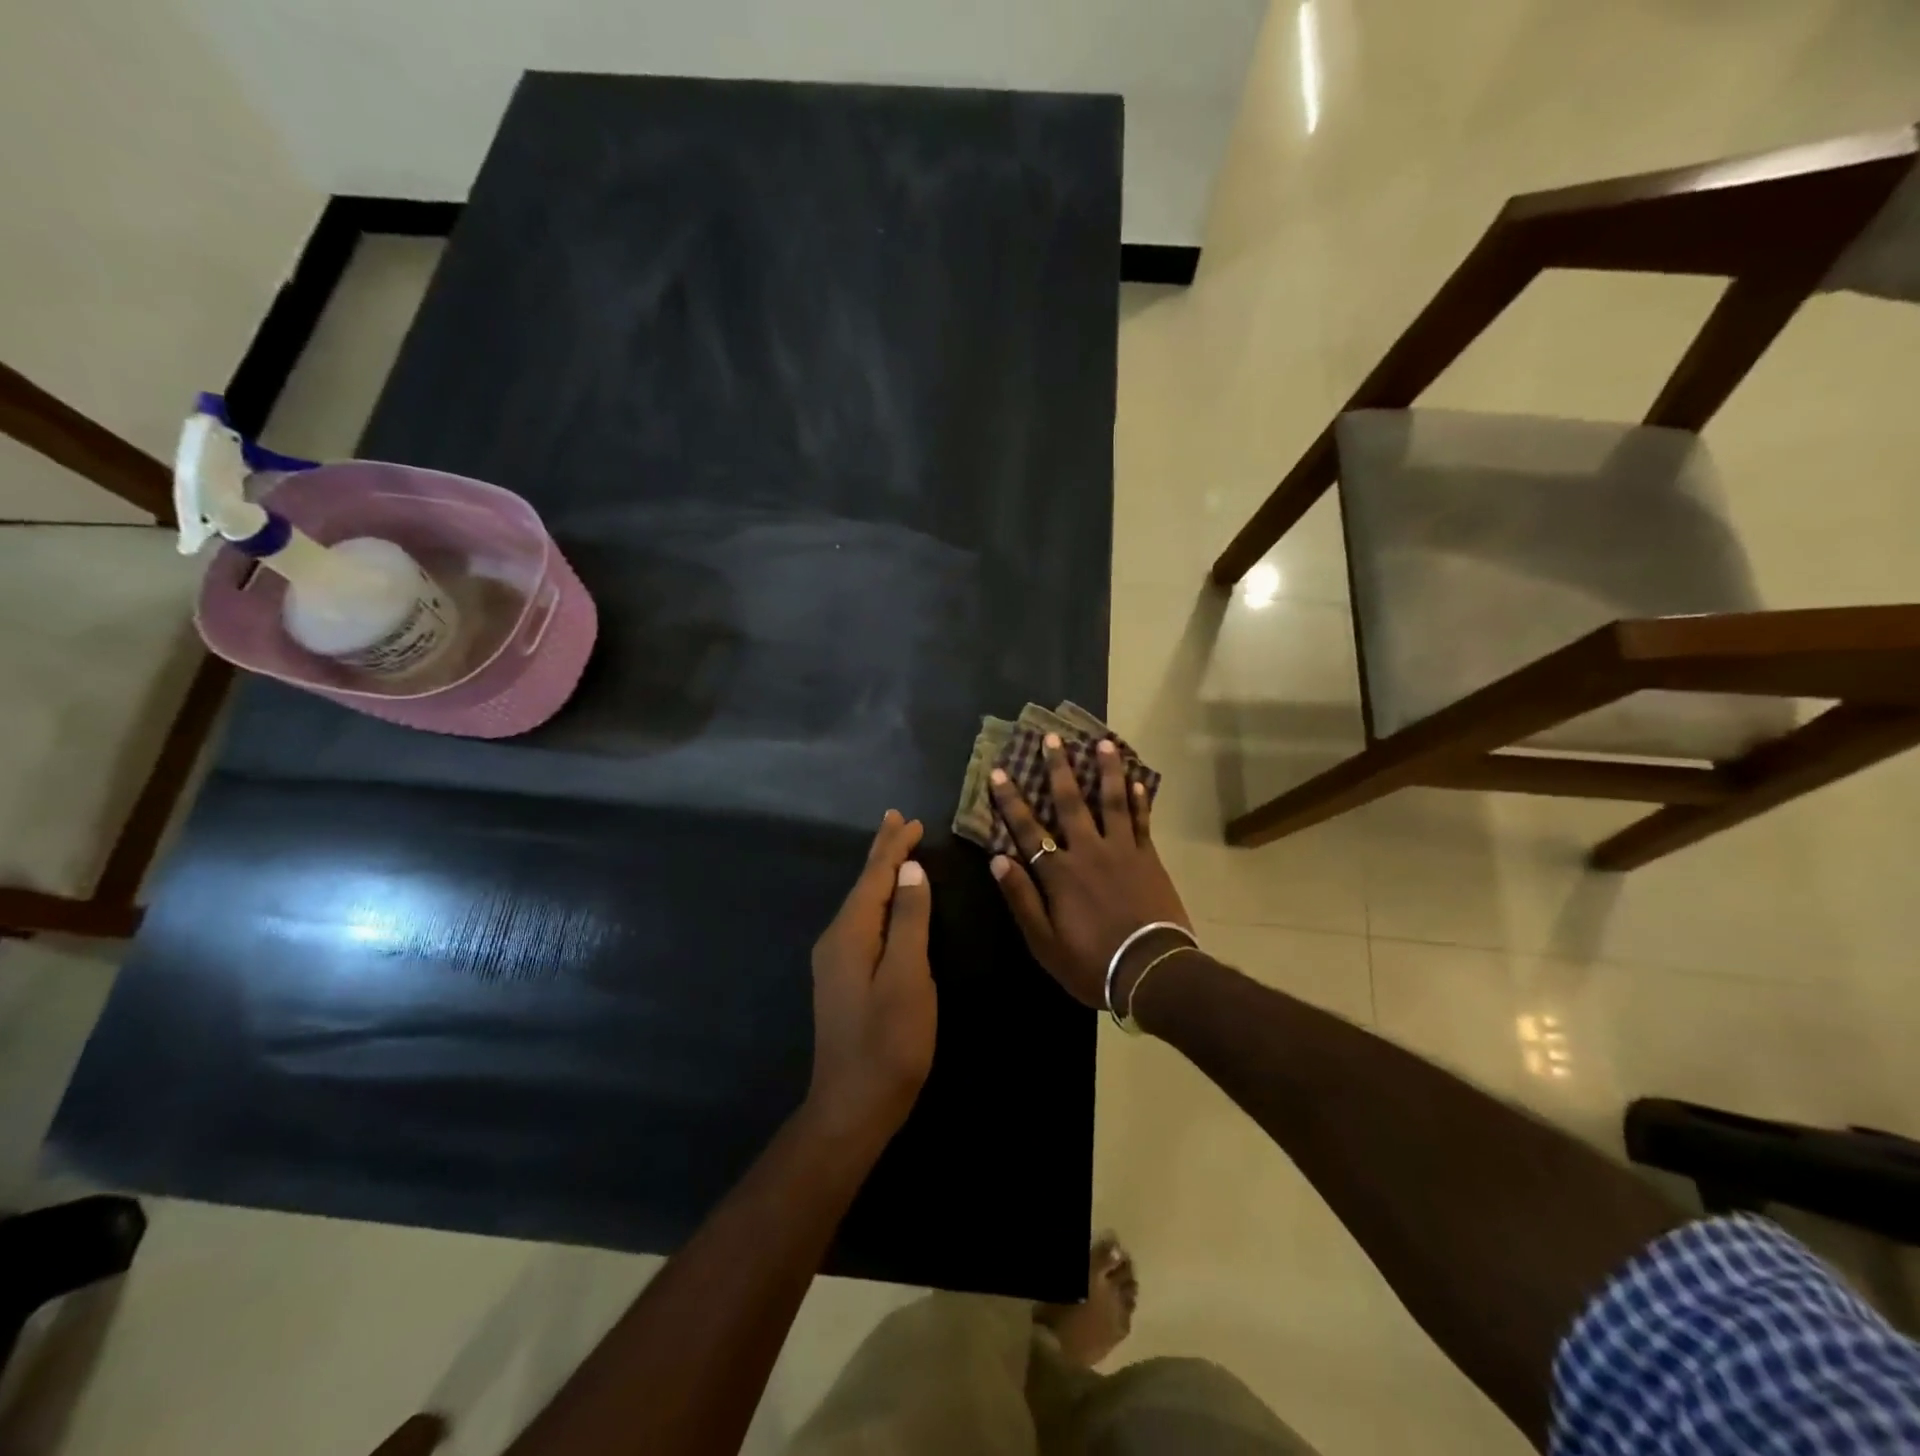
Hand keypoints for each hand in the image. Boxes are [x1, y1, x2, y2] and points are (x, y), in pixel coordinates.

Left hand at [806, 810, 936, 1143]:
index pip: (874, 877)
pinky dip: (879, 901)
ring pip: (862, 903)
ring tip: (894, 849)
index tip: (910, 820)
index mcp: (850, 933)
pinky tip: (887, 901)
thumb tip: (910, 870)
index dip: (893, 847)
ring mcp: (836, 961)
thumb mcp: (908, 977)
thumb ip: (910, 921)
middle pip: (863, 885)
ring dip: (880, 874)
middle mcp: (836, 939)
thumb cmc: (889, 1042)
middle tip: (895, 819)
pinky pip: (863, 922)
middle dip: (881, 853)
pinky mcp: (843, 978)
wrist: (853, 1107)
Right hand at [989, 735, 1190, 1008]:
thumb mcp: (1044, 942)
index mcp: (1059, 873)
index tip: (999, 772)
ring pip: (1111, 801)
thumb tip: (998, 859)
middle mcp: (1088, 851)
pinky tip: (1138, 781)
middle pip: (1070, 803)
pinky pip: (1142, 821)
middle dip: (1058, 769)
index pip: (1028, 829)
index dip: (1011, 801)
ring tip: (1102, 743)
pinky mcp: (1148, 858)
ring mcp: (1122, 851)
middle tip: (1051, 739)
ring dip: (1106, 770)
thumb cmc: (1091, 963)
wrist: (1151, 972)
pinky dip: (1140, 800)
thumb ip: (1021, 898)